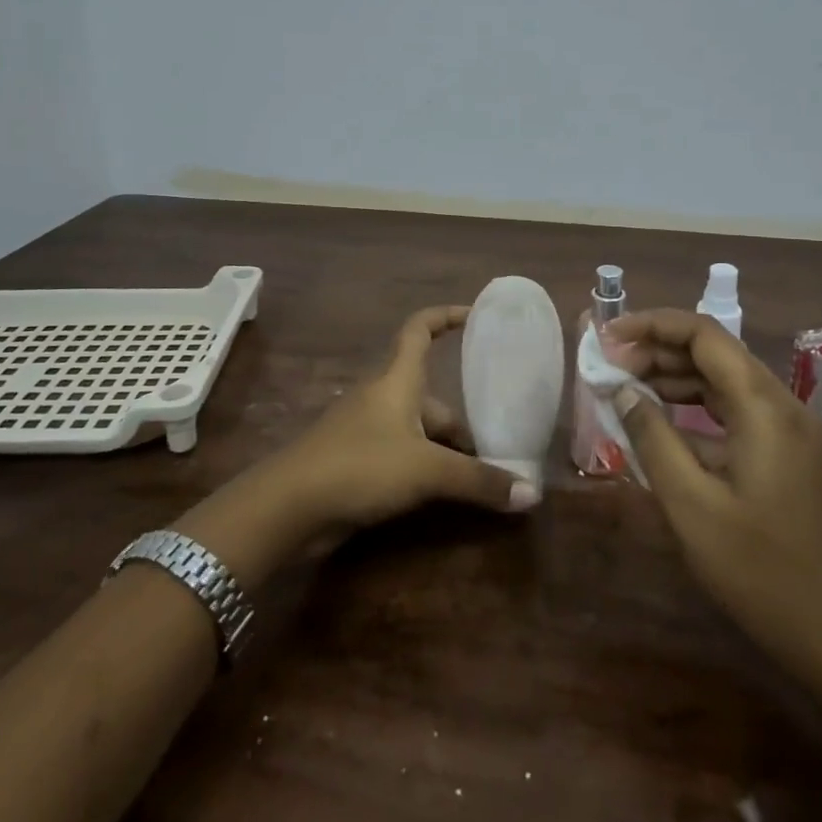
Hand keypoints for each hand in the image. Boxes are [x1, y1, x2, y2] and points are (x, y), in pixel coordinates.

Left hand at [275, 305, 541, 537]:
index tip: (476, 316)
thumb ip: (478, 481)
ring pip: (418, 429)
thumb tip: (531, 494)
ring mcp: (366, 429)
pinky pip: (402, 454)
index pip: (420, 329)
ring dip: (446, 449)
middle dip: (463, 420)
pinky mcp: (356, 461)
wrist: (289, 505)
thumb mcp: (427, 470)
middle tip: (499, 446)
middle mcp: (382, 397)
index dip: (446, 316)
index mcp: (397, 380)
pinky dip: (425, 467)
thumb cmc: (361, 465)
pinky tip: (444, 494)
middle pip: (431, 395)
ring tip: (481, 476)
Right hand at [605, 309, 821, 669]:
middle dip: (657, 350)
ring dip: (672, 376)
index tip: (608, 335)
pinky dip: (693, 405)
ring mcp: (788, 427)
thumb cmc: (756, 569)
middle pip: (713, 352)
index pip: (704, 335)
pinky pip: (732, 408)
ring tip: (624, 386)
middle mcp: (782, 404)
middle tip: (608, 365)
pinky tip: (658, 419)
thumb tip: (621, 390)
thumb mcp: (690, 502)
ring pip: (722, 378)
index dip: (652, 325)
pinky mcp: (785, 448)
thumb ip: (652, 436)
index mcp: (765, 408)